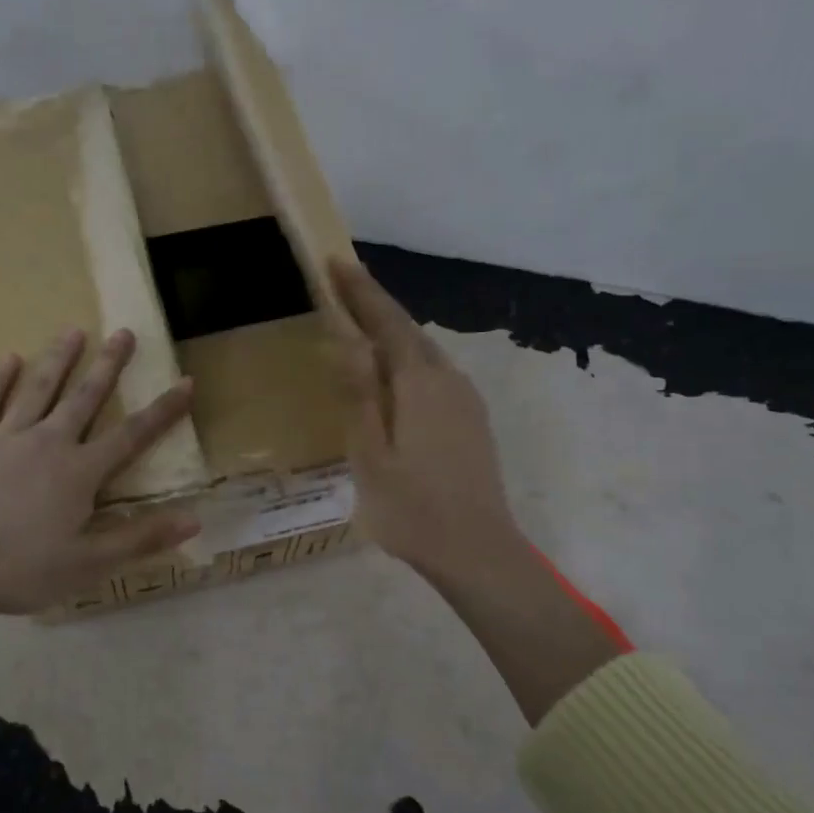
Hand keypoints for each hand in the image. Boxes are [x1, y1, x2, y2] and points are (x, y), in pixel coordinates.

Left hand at [0, 328, 199, 671]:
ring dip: (58, 359)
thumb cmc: (24, 570)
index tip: (186, 383)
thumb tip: (194, 519)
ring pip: (37, 389)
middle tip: (123, 333)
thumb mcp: (90, 563)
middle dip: (108, 365)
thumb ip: (141, 538)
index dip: (162, 410)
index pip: (132, 434)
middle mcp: (48, 442)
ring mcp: (5, 438)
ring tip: (73, 331)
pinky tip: (7, 358)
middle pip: (84, 397)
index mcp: (80, 471)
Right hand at [327, 259, 524, 584]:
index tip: (336, 262)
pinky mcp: (472, 418)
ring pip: (423, 351)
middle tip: (342, 288)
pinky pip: (434, 372)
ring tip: (360, 325)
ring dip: (392, 331)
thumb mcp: (370, 455)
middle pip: (408, 330)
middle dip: (376, 305)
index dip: (360, 291)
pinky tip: (393, 374)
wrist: (477, 550)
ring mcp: (465, 399)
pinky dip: (407, 359)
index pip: (386, 321)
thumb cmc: (412, 509)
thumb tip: (349, 338)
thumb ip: (360, 394)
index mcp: (419, 383)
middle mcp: (447, 379)